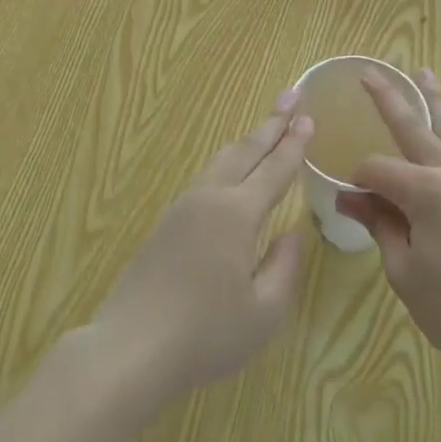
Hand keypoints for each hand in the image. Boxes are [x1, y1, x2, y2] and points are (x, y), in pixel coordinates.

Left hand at [88, 94, 311, 410]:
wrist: (131, 346)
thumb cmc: (205, 334)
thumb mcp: (263, 312)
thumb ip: (284, 267)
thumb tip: (292, 233)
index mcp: (237, 213)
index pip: (274, 169)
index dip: (294, 144)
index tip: (309, 117)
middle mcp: (210, 197)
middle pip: (246, 149)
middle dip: (272, 122)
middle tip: (292, 95)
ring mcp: (183, 207)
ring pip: (222, 160)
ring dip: (248, 140)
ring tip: (266, 127)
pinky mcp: (166, 222)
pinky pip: (206, 177)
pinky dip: (229, 162)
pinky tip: (231, 173)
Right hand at [336, 70, 440, 389]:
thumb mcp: (403, 270)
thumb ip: (379, 224)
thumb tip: (349, 197)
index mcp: (427, 192)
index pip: (379, 169)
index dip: (358, 179)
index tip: (350, 199)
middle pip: (415, 127)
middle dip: (389, 99)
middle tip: (369, 73)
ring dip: (434, 101)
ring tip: (424, 75)